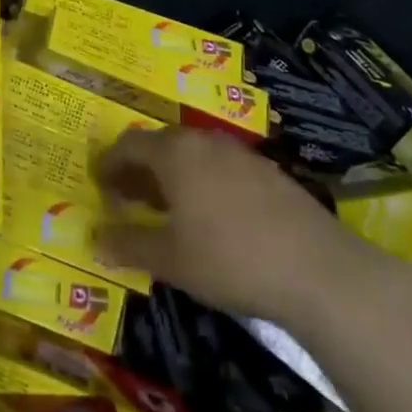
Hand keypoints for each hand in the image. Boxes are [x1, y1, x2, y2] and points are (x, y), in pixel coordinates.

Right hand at [94, 127, 383, 322]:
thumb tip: (94, 238)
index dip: (108, 165)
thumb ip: (127, 244)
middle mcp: (204, 141)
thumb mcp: (169, 258)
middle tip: (126, 199)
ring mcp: (240, 154)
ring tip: (164, 209)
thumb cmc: (229, 258)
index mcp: (175, 152)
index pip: (128, 145)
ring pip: (192, 155)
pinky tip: (208, 217)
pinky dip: (201, 183)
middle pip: (160, 145)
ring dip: (170, 176)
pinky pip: (220, 168)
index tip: (98, 186)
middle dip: (138, 170)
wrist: (318, 270)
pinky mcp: (268, 172)